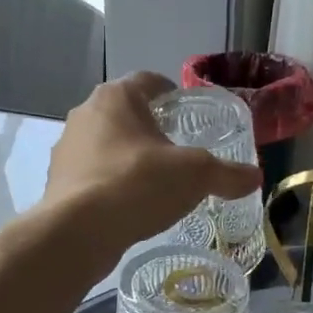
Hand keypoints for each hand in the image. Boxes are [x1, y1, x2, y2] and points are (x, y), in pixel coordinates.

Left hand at [43, 73, 263, 252]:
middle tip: (177, 149)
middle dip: (150, 128)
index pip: (148, 81)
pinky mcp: (58, 181)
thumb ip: (227, 173)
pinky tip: (129, 205)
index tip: (187, 112)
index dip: (171, 93)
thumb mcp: (195, 175)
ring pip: (105, 144)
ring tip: (155, 180)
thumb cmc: (138, 184)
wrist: (78, 232)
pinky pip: (92, 174)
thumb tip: (255, 177)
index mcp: (116, 97)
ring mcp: (67, 148)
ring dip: (128, 156)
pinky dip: (110, 183)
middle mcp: (85, 114)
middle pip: (125, 113)